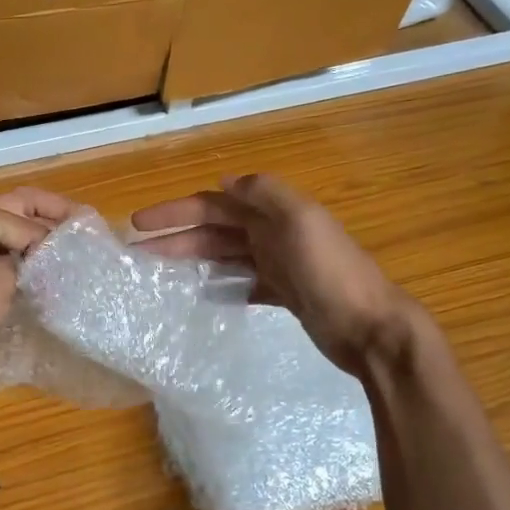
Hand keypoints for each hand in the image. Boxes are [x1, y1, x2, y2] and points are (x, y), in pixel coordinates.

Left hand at [0, 188, 74, 380]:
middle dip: (50, 219)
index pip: (26, 217)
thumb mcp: (0, 279)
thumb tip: (51, 253)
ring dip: (36, 244)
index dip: (56, 234)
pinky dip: (21, 267)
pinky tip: (44, 279)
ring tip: (71, 254)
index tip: (86, 248)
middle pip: (18, 213)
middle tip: (85, 227)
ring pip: (9, 240)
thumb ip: (30, 258)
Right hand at [133, 174, 422, 375]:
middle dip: (176, 239)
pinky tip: (201, 296)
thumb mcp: (301, 221)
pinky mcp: (284, 294)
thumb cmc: (332, 273)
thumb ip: (264, 194)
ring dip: (193, 261)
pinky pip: (242, 283)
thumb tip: (224, 180)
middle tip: (138, 256)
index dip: (175, 211)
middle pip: (215, 231)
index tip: (137, 224)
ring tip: (160, 276)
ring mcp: (279, 264)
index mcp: (274, 213)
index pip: (214, 204)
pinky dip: (221, 286)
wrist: (371, 328)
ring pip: (225, 256)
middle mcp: (274, 233)